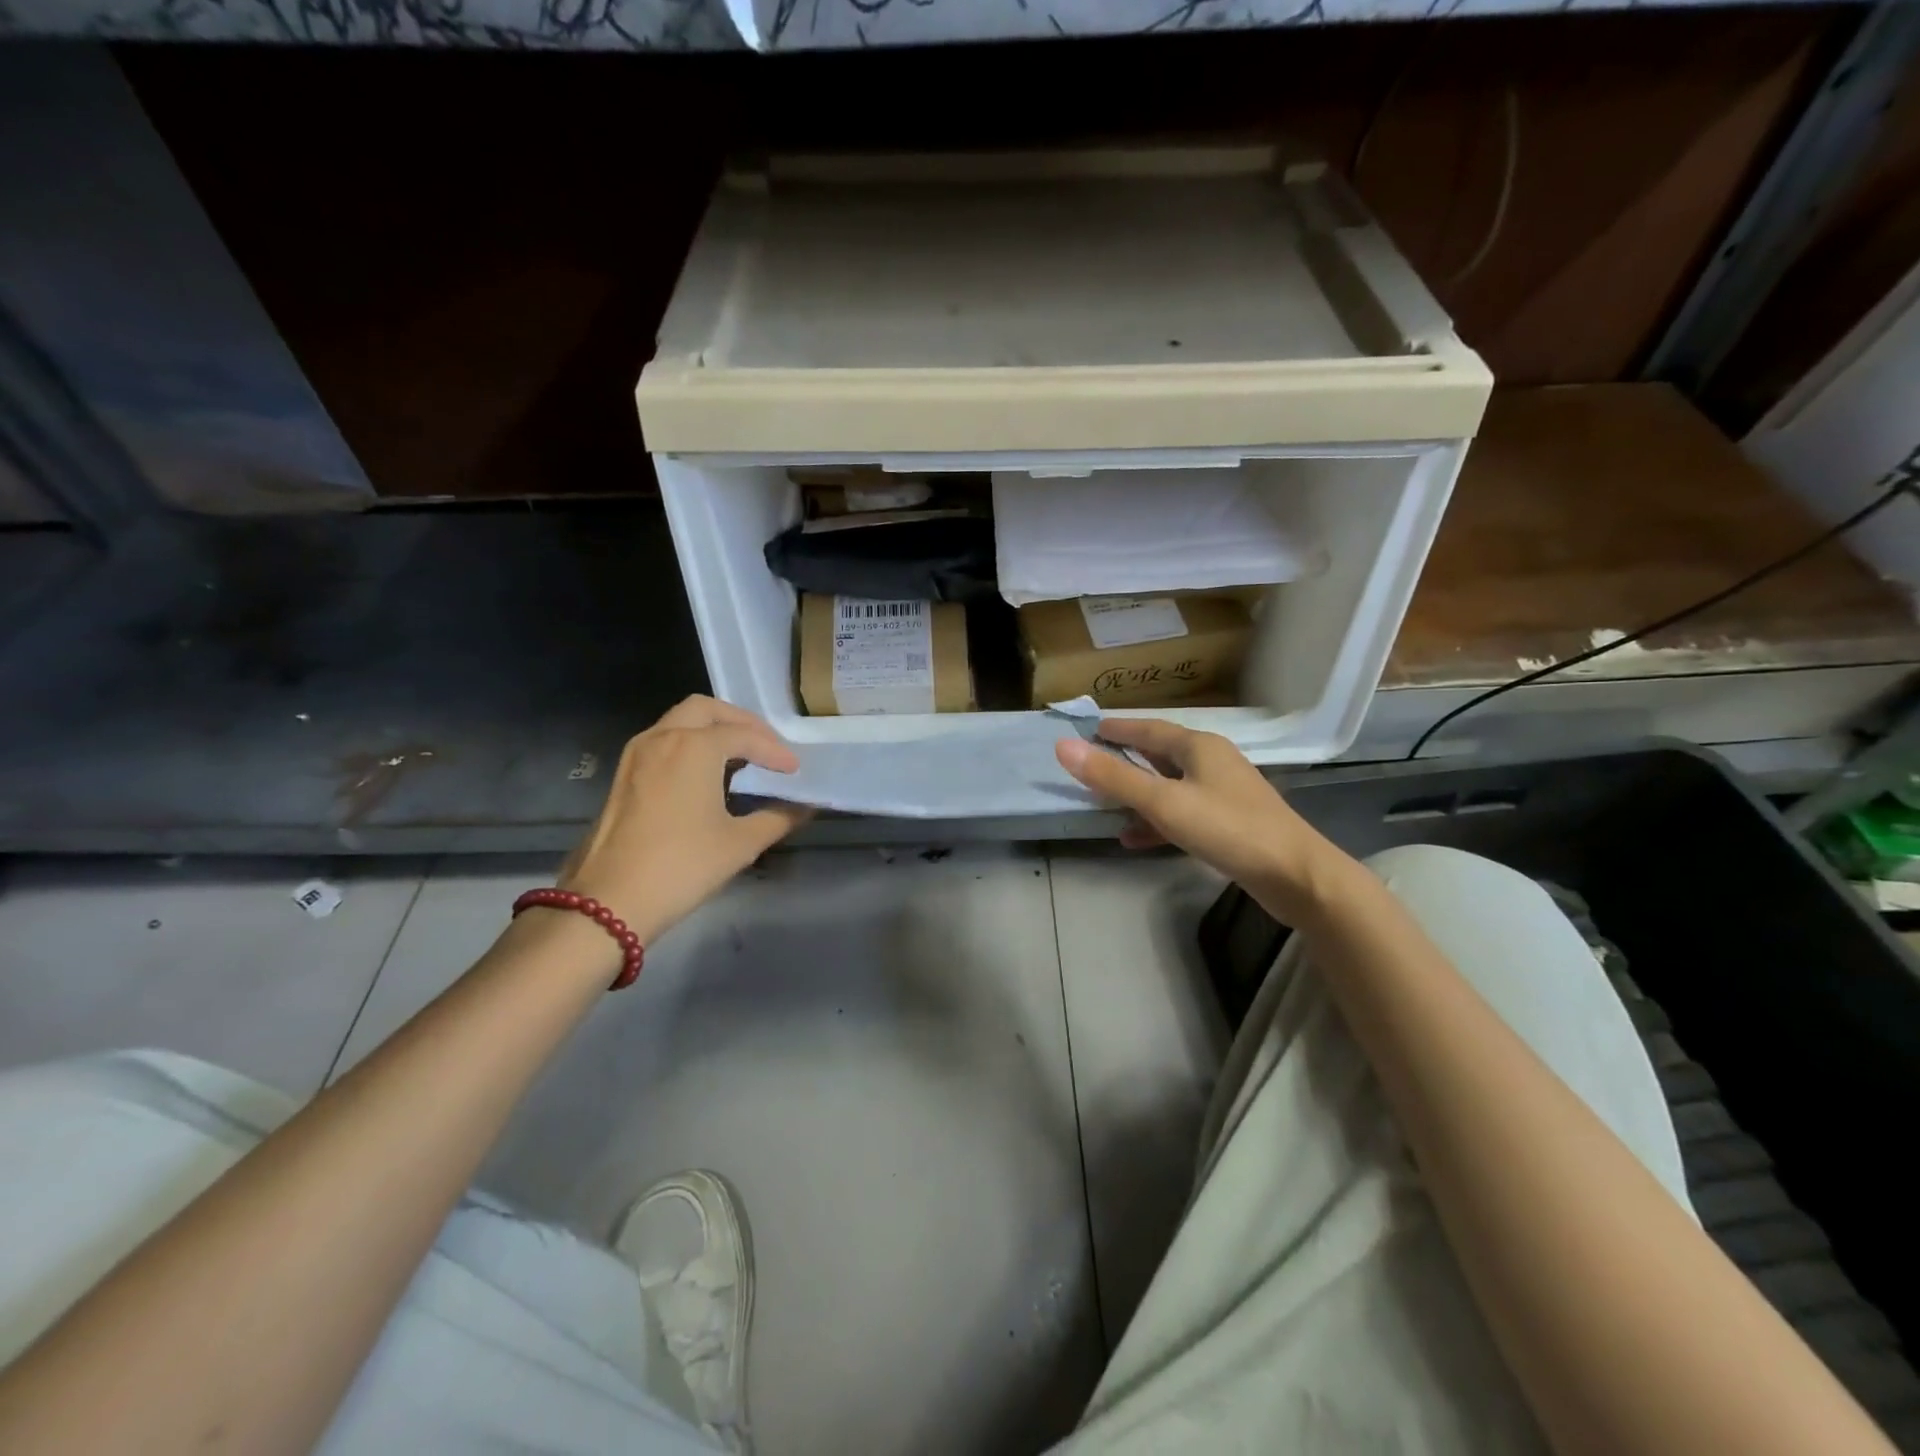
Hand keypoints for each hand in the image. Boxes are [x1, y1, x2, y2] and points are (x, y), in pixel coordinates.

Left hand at [557, 696, 809, 946]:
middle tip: (766, 745)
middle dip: (740, 722)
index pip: (745, 735)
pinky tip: (707, 775)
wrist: (609, 902)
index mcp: (694, 747)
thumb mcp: (740, 844)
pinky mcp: (623, 775)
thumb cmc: (682, 866)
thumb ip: (777, 818)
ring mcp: (637, 754)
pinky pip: (663, 741)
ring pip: (679, 721)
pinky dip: (690, 744)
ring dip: (712, 730)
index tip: (794, 770)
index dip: (774, 751)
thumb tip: (803, 807)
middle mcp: (662, 738)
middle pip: (706, 710)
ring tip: (740, 757)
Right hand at [1055, 720, 1345, 924]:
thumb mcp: (1163, 801)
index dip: (1117, 728)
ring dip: (1137, 793)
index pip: (1148, 728)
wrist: (1295, 875)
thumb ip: (1113, 777)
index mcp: (1198, 746)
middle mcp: (1211, 762)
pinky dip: (1156, 821)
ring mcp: (1222, 793)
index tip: (1089, 729)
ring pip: (1169, 786)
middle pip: (1159, 754)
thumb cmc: (1227, 828)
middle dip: (1125, 759)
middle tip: (1091, 762)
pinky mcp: (1228, 823)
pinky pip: (1181, 814)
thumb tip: (1063, 746)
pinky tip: (1133, 838)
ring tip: (1103, 804)